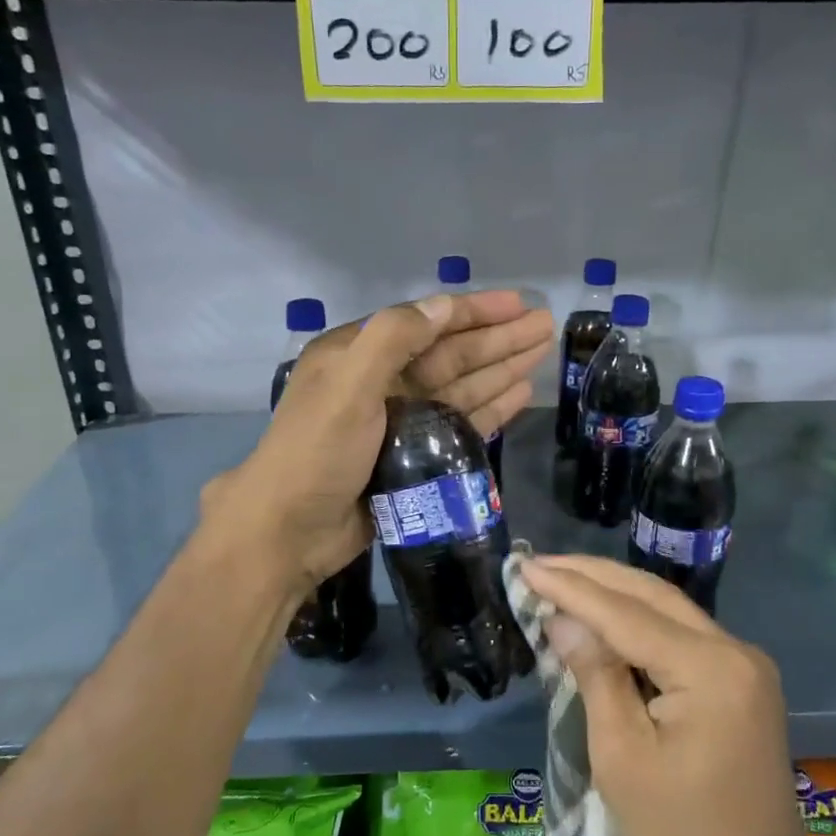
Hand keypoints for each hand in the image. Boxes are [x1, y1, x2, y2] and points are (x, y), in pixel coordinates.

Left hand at [206, 291, 552, 590]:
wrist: (289, 532)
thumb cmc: (315, 453)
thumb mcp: (347, 385)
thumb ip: (394, 339)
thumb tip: (445, 304)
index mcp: (359, 355)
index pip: (428, 323)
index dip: (475, 311)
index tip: (520, 303)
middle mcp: (383, 382)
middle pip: (451, 354)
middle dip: (498, 339)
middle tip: (547, 326)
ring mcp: (401, 421)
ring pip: (461, 387)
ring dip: (500, 370)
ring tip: (541, 355)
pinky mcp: (415, 457)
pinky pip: (460, 424)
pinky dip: (489, 409)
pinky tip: (519, 396)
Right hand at [517, 555, 818, 835]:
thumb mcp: (622, 758)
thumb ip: (594, 676)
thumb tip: (562, 618)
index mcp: (710, 669)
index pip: (625, 614)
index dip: (570, 589)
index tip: (524, 565)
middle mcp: (735, 650)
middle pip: (651, 595)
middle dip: (591, 576)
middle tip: (538, 563)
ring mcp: (744, 663)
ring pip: (667, 608)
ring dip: (613, 591)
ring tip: (561, 578)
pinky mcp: (741, 679)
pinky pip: (680, 633)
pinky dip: (637, 619)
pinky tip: (603, 615)